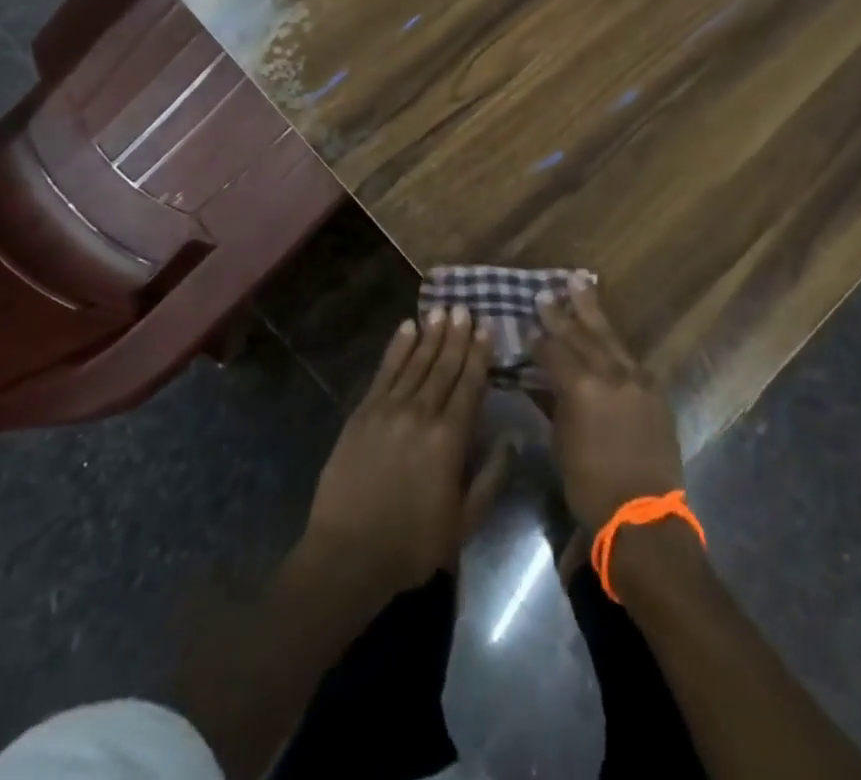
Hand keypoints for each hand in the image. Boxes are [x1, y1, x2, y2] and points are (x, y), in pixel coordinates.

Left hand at [300, 306, 490, 600]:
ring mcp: (388, 409)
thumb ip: (491, 477)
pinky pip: (384, 371)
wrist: (348, 553)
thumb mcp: (464, 522)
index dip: (479, 355)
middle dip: (456, 336)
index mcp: (449, 439)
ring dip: (431, 335)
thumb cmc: (412, 543)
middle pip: (443, 367)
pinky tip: (407, 328)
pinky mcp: (363, 412)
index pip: (469, 386)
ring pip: (415, 362)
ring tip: (442, 310)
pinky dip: (397, 347)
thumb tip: (513, 438)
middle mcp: (421, 413)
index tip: (486, 327)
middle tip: (465, 307)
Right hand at [535, 273, 684, 530]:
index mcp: (582, 387)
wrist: (644, 515)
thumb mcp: (560, 442)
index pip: (554, 351)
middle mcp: (611, 374)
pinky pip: (629, 357)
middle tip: (547, 292)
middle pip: (582, 334)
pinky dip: (613, 343)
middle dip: (563, 312)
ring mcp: (637, 379)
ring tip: (580, 284)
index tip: (525, 324)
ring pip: (609, 337)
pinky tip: (606, 333)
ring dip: (592, 312)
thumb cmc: (590, 485)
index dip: (537, 338)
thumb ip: (551, 403)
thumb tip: (538, 380)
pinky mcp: (654, 391)